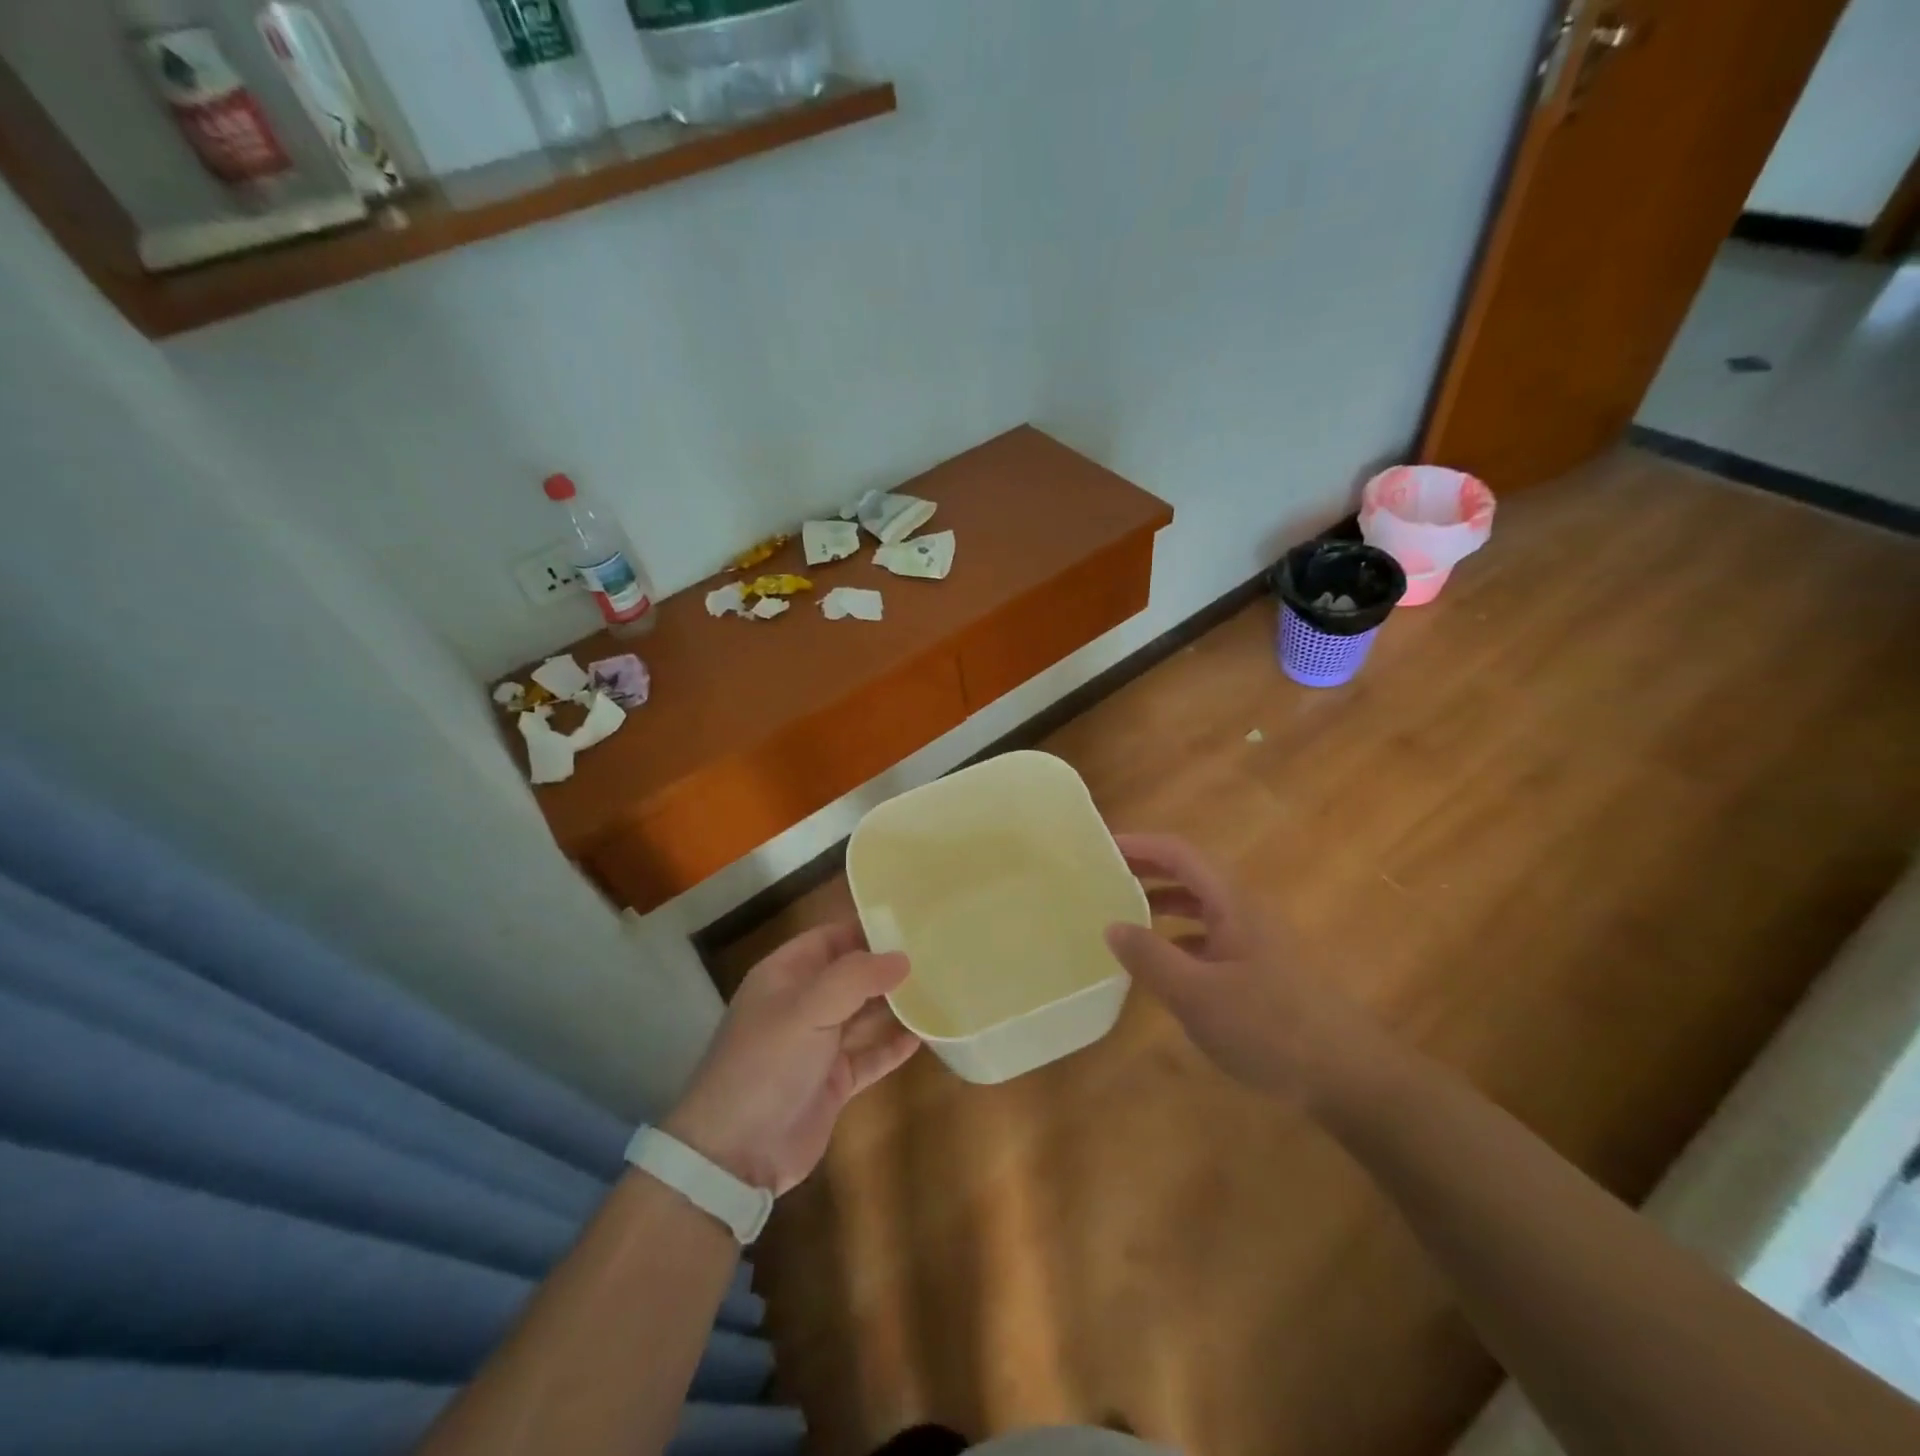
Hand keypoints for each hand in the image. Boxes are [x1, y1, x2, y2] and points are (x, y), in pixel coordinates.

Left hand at [663, 923, 919, 1194]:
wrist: (735, 1155)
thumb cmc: (767, 1063)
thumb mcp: (808, 1009)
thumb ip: (857, 978)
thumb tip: (903, 958)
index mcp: (785, 976)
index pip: (831, 938)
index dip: (867, 928)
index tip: (912, 922)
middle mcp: (802, 1005)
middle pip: (851, 975)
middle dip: (887, 967)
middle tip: (937, 955)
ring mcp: (818, 1045)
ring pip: (864, 1015)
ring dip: (895, 1005)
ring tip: (938, 990)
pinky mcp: (833, 1082)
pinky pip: (869, 1056)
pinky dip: (892, 1046)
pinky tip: (924, 1035)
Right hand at [1105, 833, 1374, 1101]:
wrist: (1350, 1076)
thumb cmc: (1270, 1028)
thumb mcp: (1198, 995)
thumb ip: (1151, 958)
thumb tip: (1111, 925)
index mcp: (1231, 903)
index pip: (1179, 853)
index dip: (1140, 844)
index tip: (1099, 847)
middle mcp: (1244, 911)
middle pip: (1190, 873)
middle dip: (1147, 869)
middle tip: (1101, 875)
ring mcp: (1255, 941)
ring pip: (1201, 906)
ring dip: (1162, 902)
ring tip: (1121, 913)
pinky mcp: (1260, 970)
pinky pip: (1210, 937)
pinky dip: (1179, 937)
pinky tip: (1162, 963)